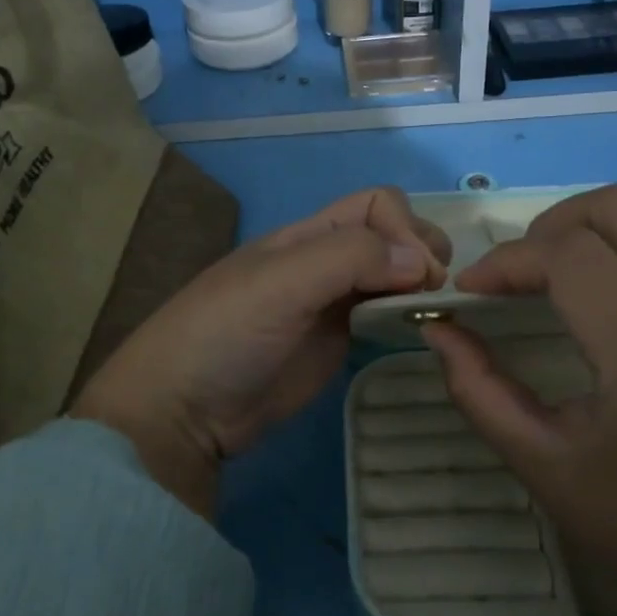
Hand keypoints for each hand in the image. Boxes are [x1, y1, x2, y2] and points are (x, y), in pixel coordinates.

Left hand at [72, 188, 450, 515]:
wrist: (183, 411)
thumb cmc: (225, 334)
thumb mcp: (280, 283)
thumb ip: (348, 259)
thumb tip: (421, 263)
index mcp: (307, 235)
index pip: (377, 205)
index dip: (404, 230)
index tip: (417, 275)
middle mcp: (324, 261)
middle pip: (390, 235)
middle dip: (421, 251)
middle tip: (431, 293)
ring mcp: (332, 304)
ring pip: (391, 275)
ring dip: (420, 284)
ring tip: (433, 311)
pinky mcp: (337, 344)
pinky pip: (383, 316)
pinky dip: (408, 315)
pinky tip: (419, 331)